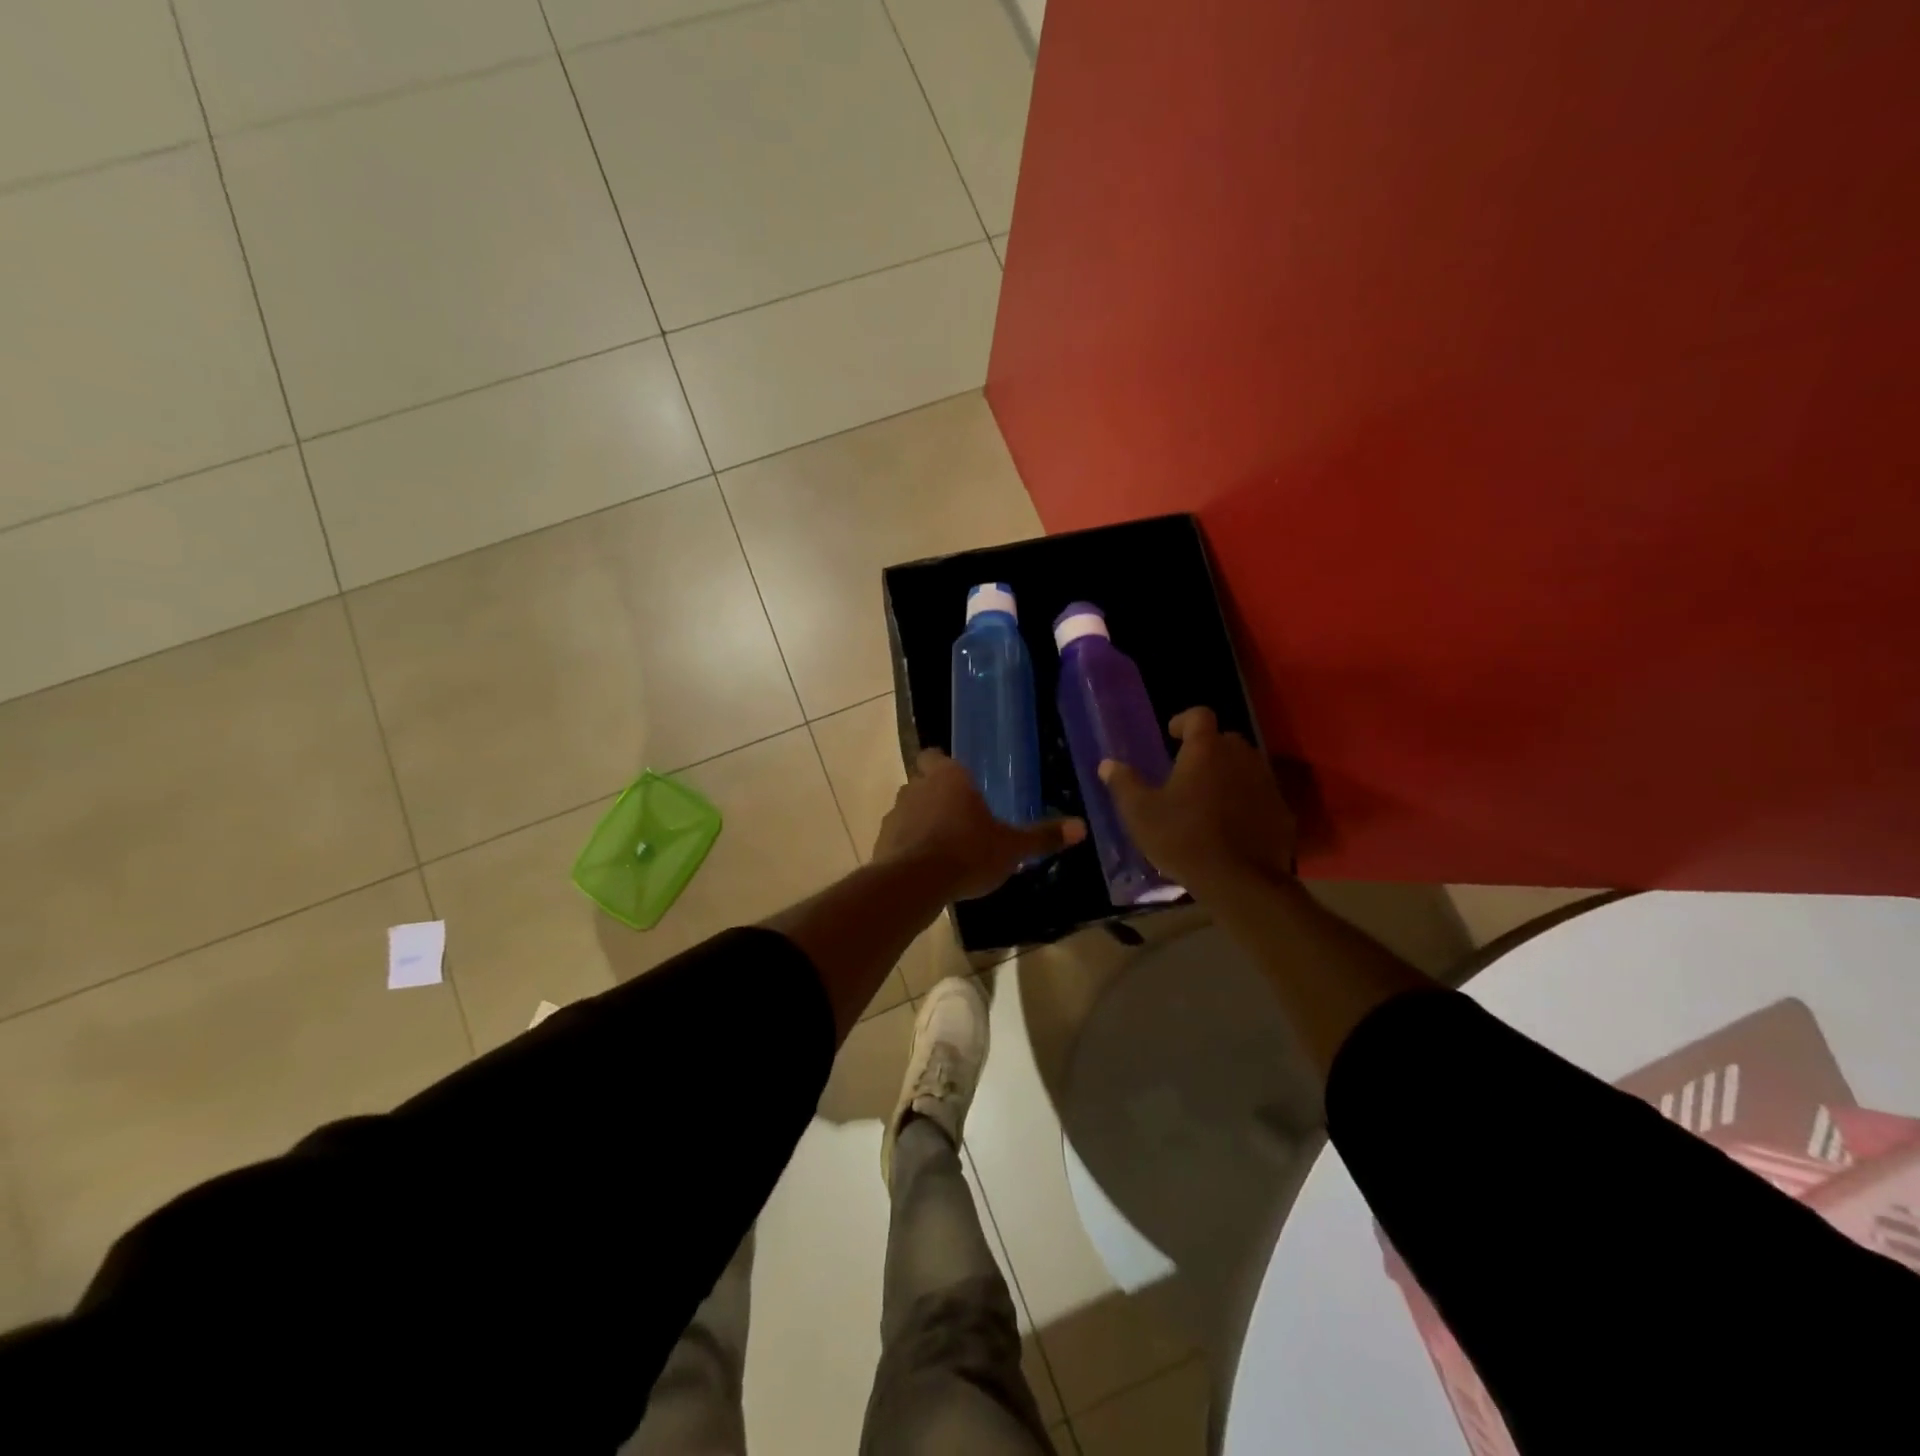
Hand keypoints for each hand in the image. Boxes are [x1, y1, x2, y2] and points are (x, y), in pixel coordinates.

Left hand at [873, 749, 1085, 899]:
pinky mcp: (882, 839)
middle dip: (934, 792)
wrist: (915, 882)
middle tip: (956, 812)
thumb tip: (1081, 827)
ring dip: (920, 819)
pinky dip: (908, 843)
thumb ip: (1042, 836)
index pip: (936, 755)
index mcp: (949, 777)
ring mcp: (896, 812)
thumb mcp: (1011, 847)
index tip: (956, 780)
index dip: (943, 765)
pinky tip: (924, 864)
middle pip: (921, 780)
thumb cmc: (968, 853)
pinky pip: (898, 834)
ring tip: (942, 842)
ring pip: (908, 807)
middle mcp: (918, 786)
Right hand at [1099, 708, 1295, 892]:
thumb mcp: (1140, 813)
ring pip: (1246, 767)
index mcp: (1205, 750)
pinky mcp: (1282, 812)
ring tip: (1209, 799)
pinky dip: (1247, 802)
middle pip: (1225, 740)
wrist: (1241, 882)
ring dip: (1228, 774)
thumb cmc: (1183, 839)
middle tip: (1187, 772)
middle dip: (1207, 749)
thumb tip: (1108, 764)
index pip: (1199, 715)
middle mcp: (1241, 757)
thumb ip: (1123, 784)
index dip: (1184, 721)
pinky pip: (1261, 796)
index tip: (1172, 735)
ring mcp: (1266, 784)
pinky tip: (1233, 826)